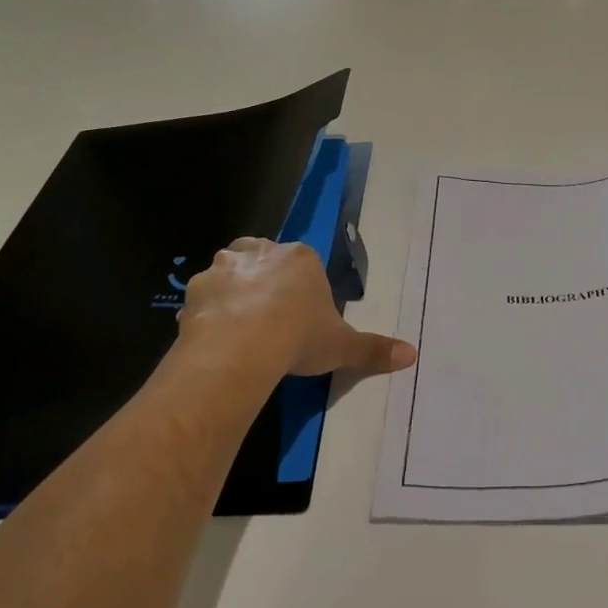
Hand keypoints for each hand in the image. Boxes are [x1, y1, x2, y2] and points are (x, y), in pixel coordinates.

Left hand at [176, 238, 416, 378]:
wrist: (241, 349)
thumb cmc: (299, 337)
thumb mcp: (342, 346)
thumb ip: (374, 349)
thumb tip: (413, 355)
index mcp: (300, 258)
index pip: (302, 262)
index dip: (301, 287)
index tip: (301, 314)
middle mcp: (260, 252)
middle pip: (262, 256)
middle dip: (264, 278)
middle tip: (269, 314)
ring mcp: (224, 268)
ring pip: (228, 271)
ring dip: (232, 291)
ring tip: (239, 327)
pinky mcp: (194, 290)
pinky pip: (203, 298)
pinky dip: (207, 313)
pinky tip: (215, 338)